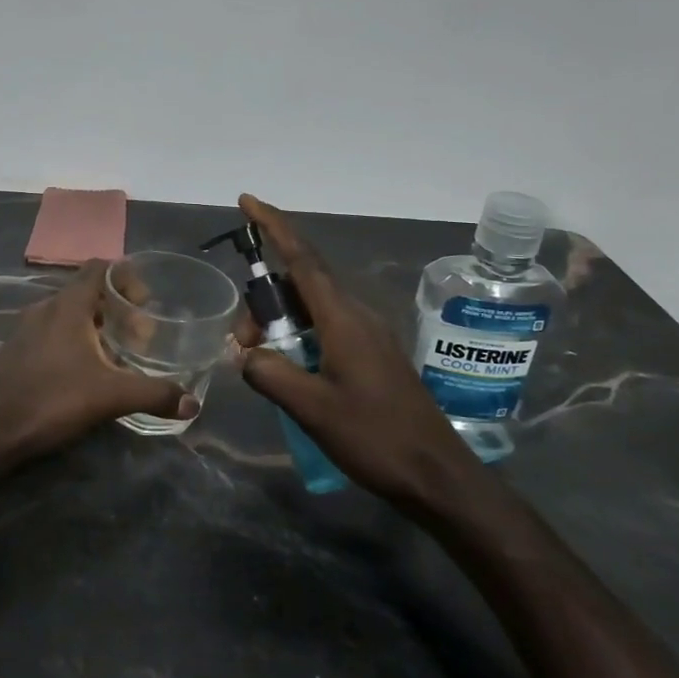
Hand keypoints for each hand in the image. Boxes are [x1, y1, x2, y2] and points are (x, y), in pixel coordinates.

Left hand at [0, 260, 197, 470]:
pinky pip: (51, 333)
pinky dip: (73, 341)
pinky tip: (83, 373)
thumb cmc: (51, 399)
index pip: (100, 268)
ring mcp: (25, 329)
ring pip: (68, 314)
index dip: (126, 277)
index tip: (146, 305)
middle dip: (116, 308)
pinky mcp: (15, 351)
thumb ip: (153, 395)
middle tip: (139, 336)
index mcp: (68, 305)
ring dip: (94, 326)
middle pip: (86, 292)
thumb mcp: (109, 396)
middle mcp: (45, 308)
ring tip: (116, 355)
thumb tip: (192, 403)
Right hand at [235, 195, 480, 511]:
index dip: (273, 226)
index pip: (302, 258)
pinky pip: (324, 327)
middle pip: (300, 283)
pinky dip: (297, 335)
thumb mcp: (312, 409)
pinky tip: (287, 367)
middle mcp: (356, 315)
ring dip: (279, 322)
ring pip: (311, 307)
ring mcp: (367, 334)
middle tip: (242, 343)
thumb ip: (270, 374)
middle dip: (263, 300)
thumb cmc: (375, 437)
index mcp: (343, 318)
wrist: (437, 475)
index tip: (247, 202)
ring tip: (259, 359)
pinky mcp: (371, 354)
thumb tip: (246, 355)